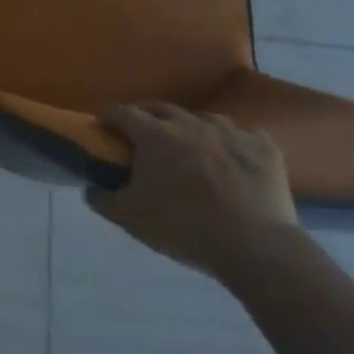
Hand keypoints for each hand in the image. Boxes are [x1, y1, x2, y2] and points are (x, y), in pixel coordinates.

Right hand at [86, 103, 299, 276]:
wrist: (253, 245)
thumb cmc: (182, 227)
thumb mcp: (129, 218)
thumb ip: (101, 199)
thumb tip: (90, 187)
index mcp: (154, 136)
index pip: (122, 113)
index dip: (108, 118)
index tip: (103, 128)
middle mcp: (190, 124)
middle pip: (160, 108)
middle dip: (145, 117)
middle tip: (140, 136)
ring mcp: (230, 131)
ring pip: (201, 118)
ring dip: (188, 128)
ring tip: (188, 147)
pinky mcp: (262, 145)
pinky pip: (239, 133)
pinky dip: (227, 141)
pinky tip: (228, 156)